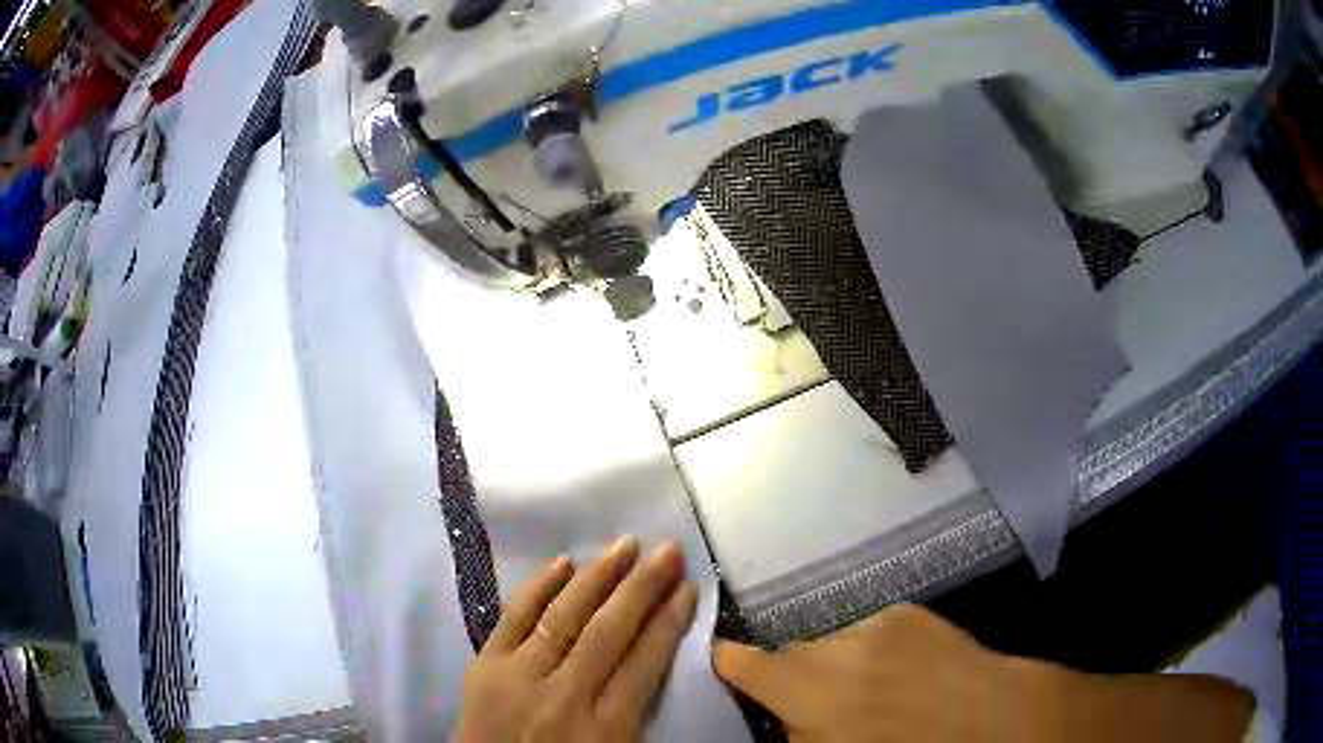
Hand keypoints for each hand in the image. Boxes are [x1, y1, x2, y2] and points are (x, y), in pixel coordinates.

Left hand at [454, 537, 697, 742]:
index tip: (687, 588)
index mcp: (605, 731)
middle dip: (642, 587)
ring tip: (625, 545)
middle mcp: (564, 698)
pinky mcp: (484, 668)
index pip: (644, 665)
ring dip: (598, 577)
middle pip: (608, 632)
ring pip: (564, 617)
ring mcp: (518, 678)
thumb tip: (656, 653)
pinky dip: (539, 588)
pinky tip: (563, 563)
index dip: (669, 622)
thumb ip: (637, 714)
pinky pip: (513, 619)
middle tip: (667, 549)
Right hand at [714, 603, 1251, 742]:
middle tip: (812, 703)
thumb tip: (787, 719)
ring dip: (837, 665)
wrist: (999, 720)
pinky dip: (872, 651)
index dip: (732, 662)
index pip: (751, 665)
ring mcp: (879, 625)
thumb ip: (801, 734)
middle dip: (792, 676)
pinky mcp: (912, 615)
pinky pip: (873, 631)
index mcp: (813, 692)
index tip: (723, 660)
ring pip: (835, 642)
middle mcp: (838, 649)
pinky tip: (901, 675)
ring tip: (870, 693)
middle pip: (792, 653)